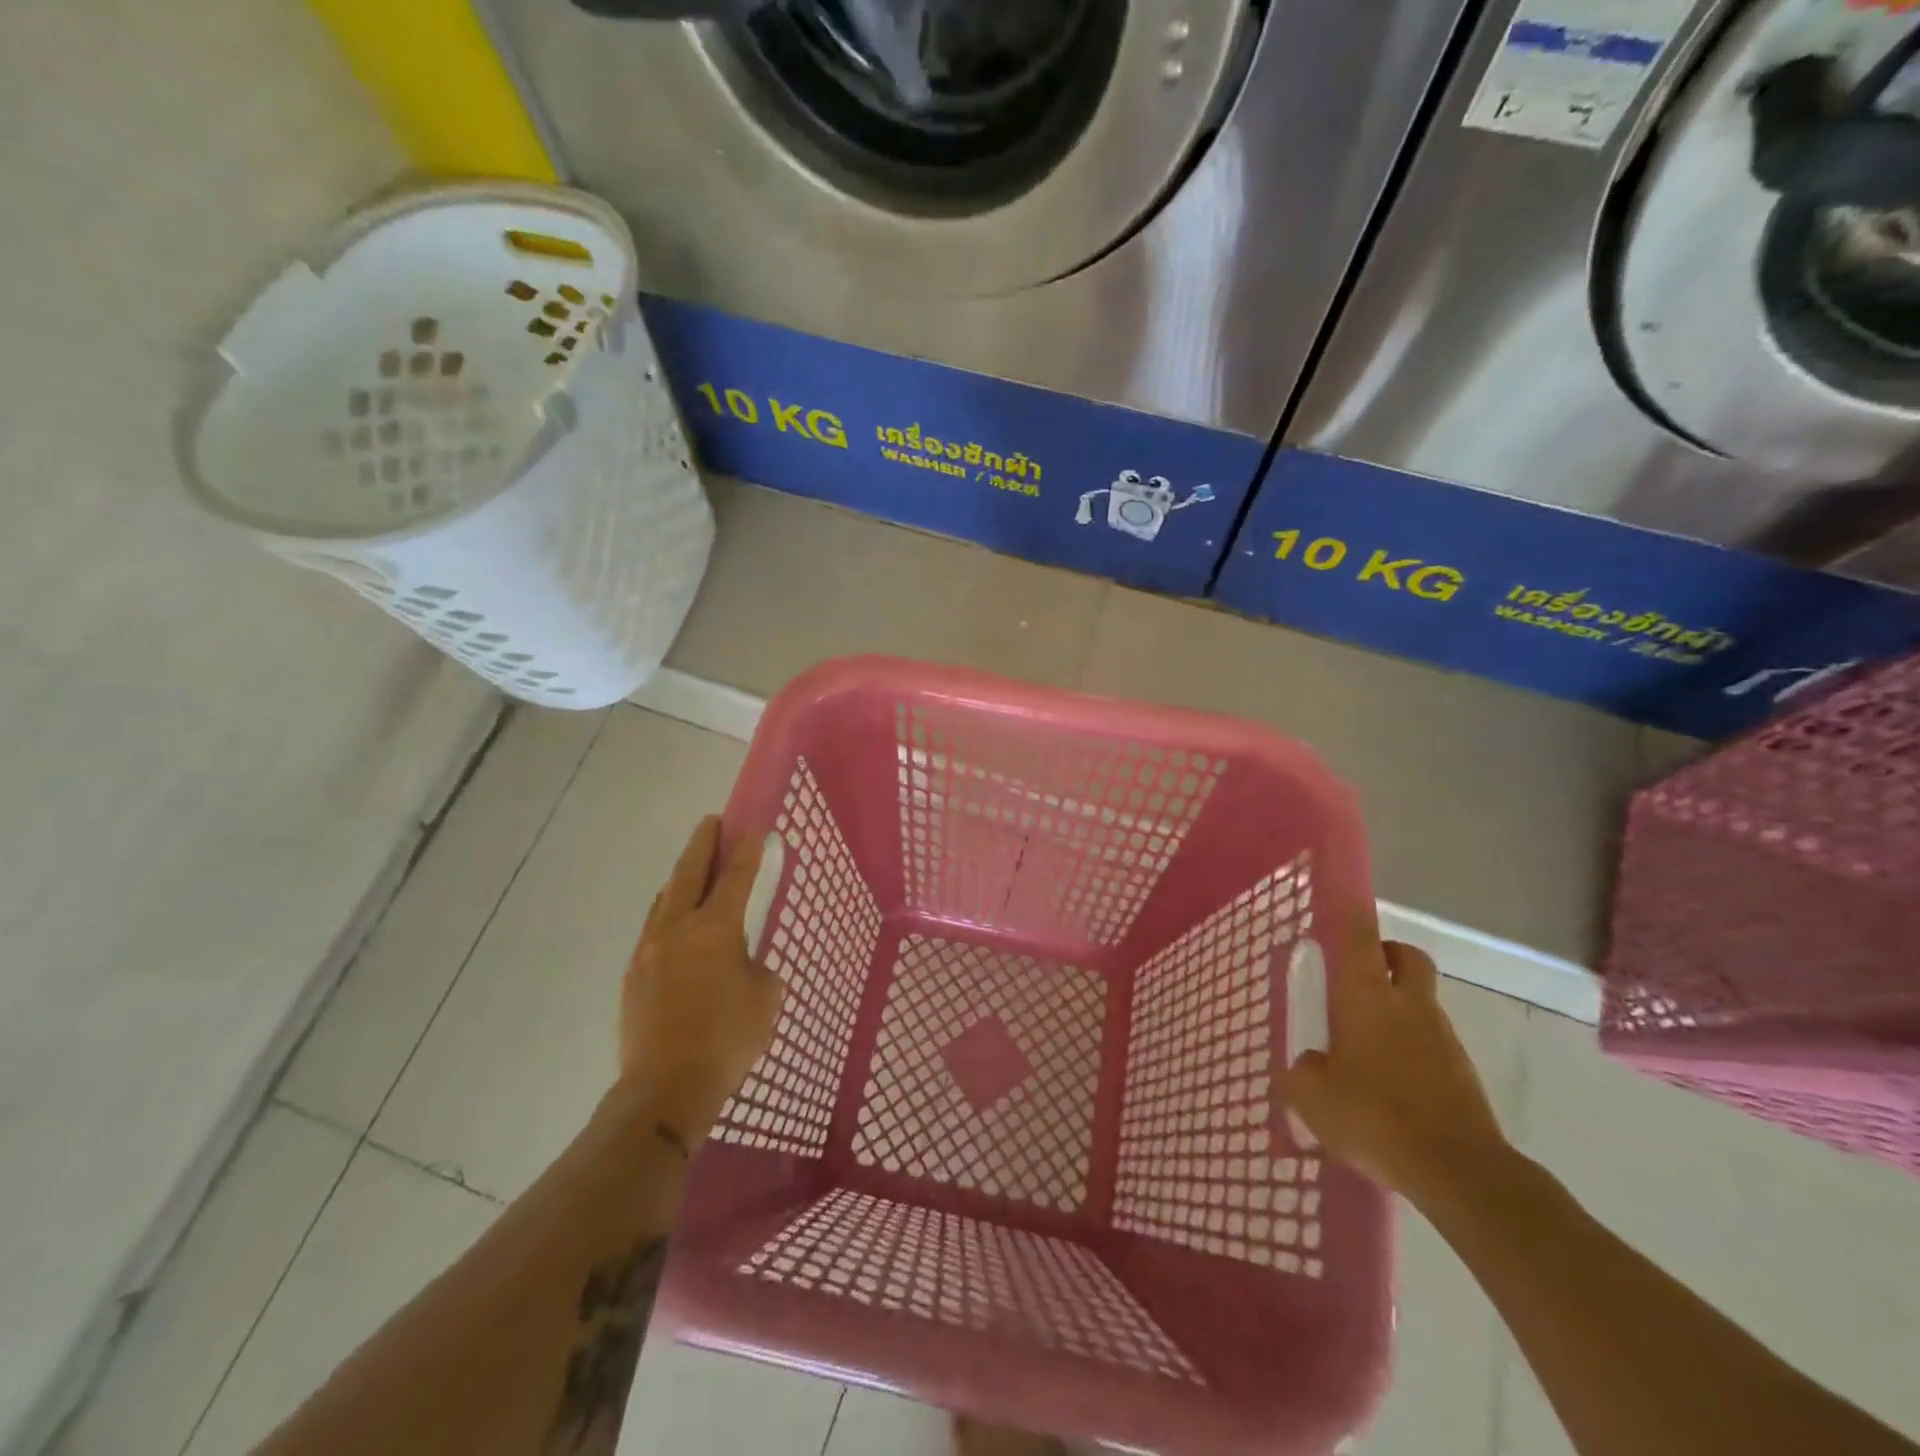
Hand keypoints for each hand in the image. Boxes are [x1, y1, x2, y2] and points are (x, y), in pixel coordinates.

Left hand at [619, 815, 782, 1146]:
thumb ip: (757, 967)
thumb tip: (742, 961)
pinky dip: (668, 911)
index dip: (748, 849)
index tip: (754, 826)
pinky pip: (653, 927)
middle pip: (690, 872)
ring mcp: (649, 948)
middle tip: (713, 822)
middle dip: (704, 843)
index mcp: (715, 929)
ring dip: (682, 876)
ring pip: (666, 898)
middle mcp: (677, 928)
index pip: (737, 877)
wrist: (665, 1088)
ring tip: (694, 868)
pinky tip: (675, 921)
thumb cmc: (727, 1040)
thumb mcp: (765, 999)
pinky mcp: (634, 973)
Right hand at [1279, 918, 1509, 1205]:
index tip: (1344, 896)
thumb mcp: (1312, 1098)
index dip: (1351, 912)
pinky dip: (1412, 1046)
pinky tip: (1390, 1083)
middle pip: (1406, 957)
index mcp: (1366, 997)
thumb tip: (1310, 1065)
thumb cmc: (1374, 1117)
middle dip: (1386, 953)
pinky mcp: (1462, 1072)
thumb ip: (1302, 1073)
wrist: (1459, 1171)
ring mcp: (1441, 1037)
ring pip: (1420, 1000)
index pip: (1360, 938)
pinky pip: (1431, 1041)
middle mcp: (1407, 1005)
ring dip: (1398, 1005)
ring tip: (1366, 1042)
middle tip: (1359, 972)